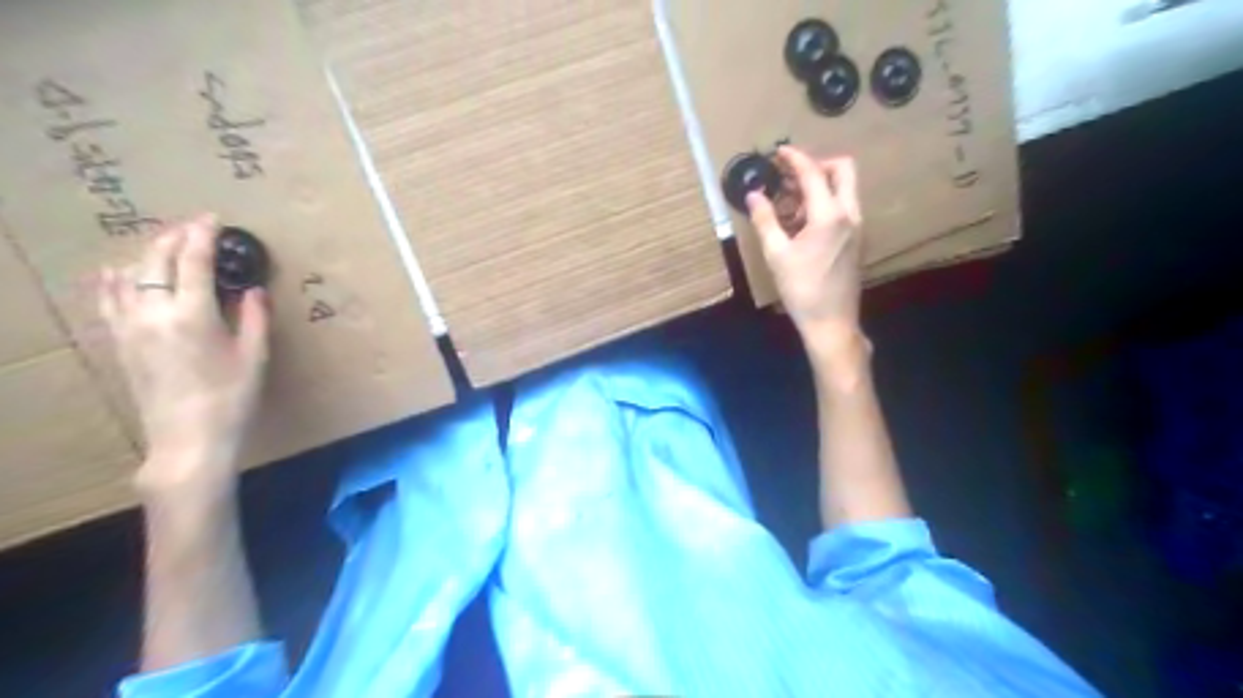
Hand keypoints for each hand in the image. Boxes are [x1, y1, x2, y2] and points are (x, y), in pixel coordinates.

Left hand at [98, 212, 269, 489]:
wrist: (188, 439)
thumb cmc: (232, 398)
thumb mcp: (255, 357)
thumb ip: (253, 317)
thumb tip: (251, 290)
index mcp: (192, 315)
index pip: (193, 261)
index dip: (203, 235)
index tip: (213, 218)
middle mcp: (154, 313)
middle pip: (156, 261)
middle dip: (174, 237)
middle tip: (194, 225)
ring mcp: (130, 328)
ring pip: (129, 276)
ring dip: (147, 254)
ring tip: (164, 243)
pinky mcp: (121, 343)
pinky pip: (110, 300)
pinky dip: (115, 280)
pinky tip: (118, 272)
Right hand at [748, 147, 866, 342]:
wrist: (831, 321)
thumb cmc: (801, 289)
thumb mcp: (776, 255)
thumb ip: (765, 220)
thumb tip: (753, 195)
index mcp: (829, 215)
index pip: (813, 173)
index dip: (795, 158)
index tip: (778, 151)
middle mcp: (850, 213)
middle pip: (842, 169)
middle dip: (816, 164)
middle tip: (790, 176)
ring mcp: (857, 226)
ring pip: (844, 188)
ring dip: (820, 185)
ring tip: (789, 202)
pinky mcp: (856, 238)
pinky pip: (843, 206)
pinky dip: (825, 202)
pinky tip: (801, 222)